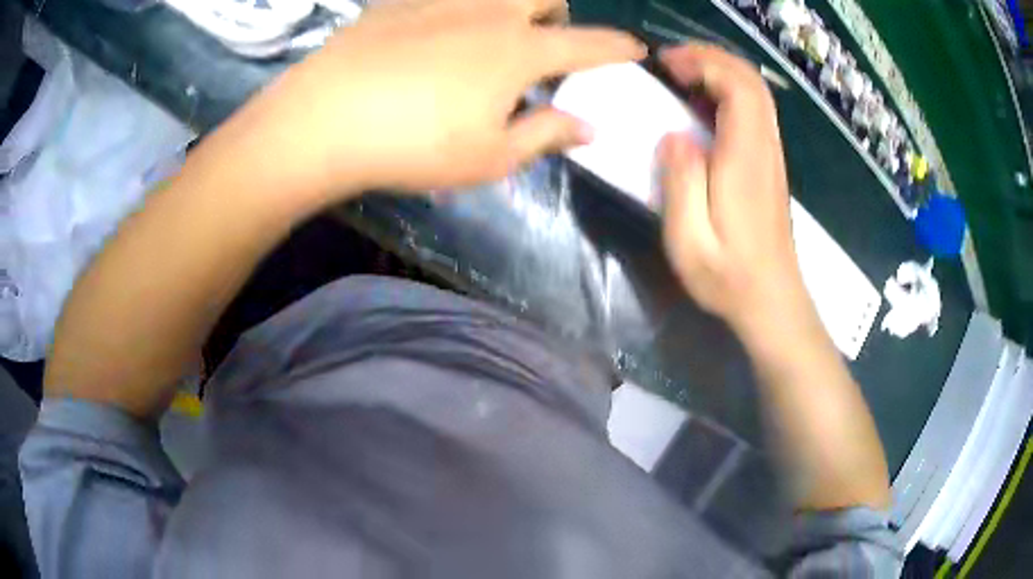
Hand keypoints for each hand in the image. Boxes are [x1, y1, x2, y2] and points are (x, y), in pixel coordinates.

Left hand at [228, 0, 643, 202]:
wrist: (324, 118)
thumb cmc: (414, 146)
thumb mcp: (489, 157)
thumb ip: (546, 135)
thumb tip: (589, 128)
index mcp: (520, 49)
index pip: (589, 44)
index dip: (618, 48)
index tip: (635, 49)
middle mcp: (490, 10)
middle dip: (557, 15)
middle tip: (541, 45)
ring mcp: (442, 0)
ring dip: (511, 9)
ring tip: (489, 41)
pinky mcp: (400, 2)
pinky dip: (458, 12)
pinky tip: (435, 38)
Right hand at [656, 45, 808, 339]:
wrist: (772, 302)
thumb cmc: (729, 279)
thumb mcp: (690, 242)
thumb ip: (680, 183)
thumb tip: (674, 136)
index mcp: (745, 161)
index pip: (739, 88)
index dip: (704, 63)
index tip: (667, 64)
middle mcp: (765, 149)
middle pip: (751, 82)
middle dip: (712, 58)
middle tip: (671, 63)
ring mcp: (771, 156)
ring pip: (756, 94)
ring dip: (721, 73)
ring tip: (682, 77)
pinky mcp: (769, 166)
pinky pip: (755, 113)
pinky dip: (729, 93)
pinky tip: (703, 105)